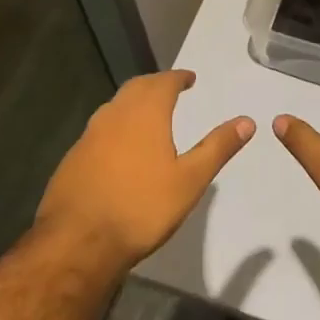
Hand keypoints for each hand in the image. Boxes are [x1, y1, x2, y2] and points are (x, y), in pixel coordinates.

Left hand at [36, 70, 254, 267]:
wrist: (78, 242)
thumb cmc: (141, 207)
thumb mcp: (190, 180)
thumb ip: (218, 147)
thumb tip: (247, 121)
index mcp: (145, 113)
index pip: (164, 82)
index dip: (178, 77)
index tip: (189, 78)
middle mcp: (115, 114)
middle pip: (136, 88)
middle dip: (155, 85)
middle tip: (169, 89)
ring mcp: (89, 135)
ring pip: (115, 107)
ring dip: (133, 104)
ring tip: (147, 115)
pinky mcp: (72, 158)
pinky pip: (99, 130)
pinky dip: (115, 127)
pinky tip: (119, 148)